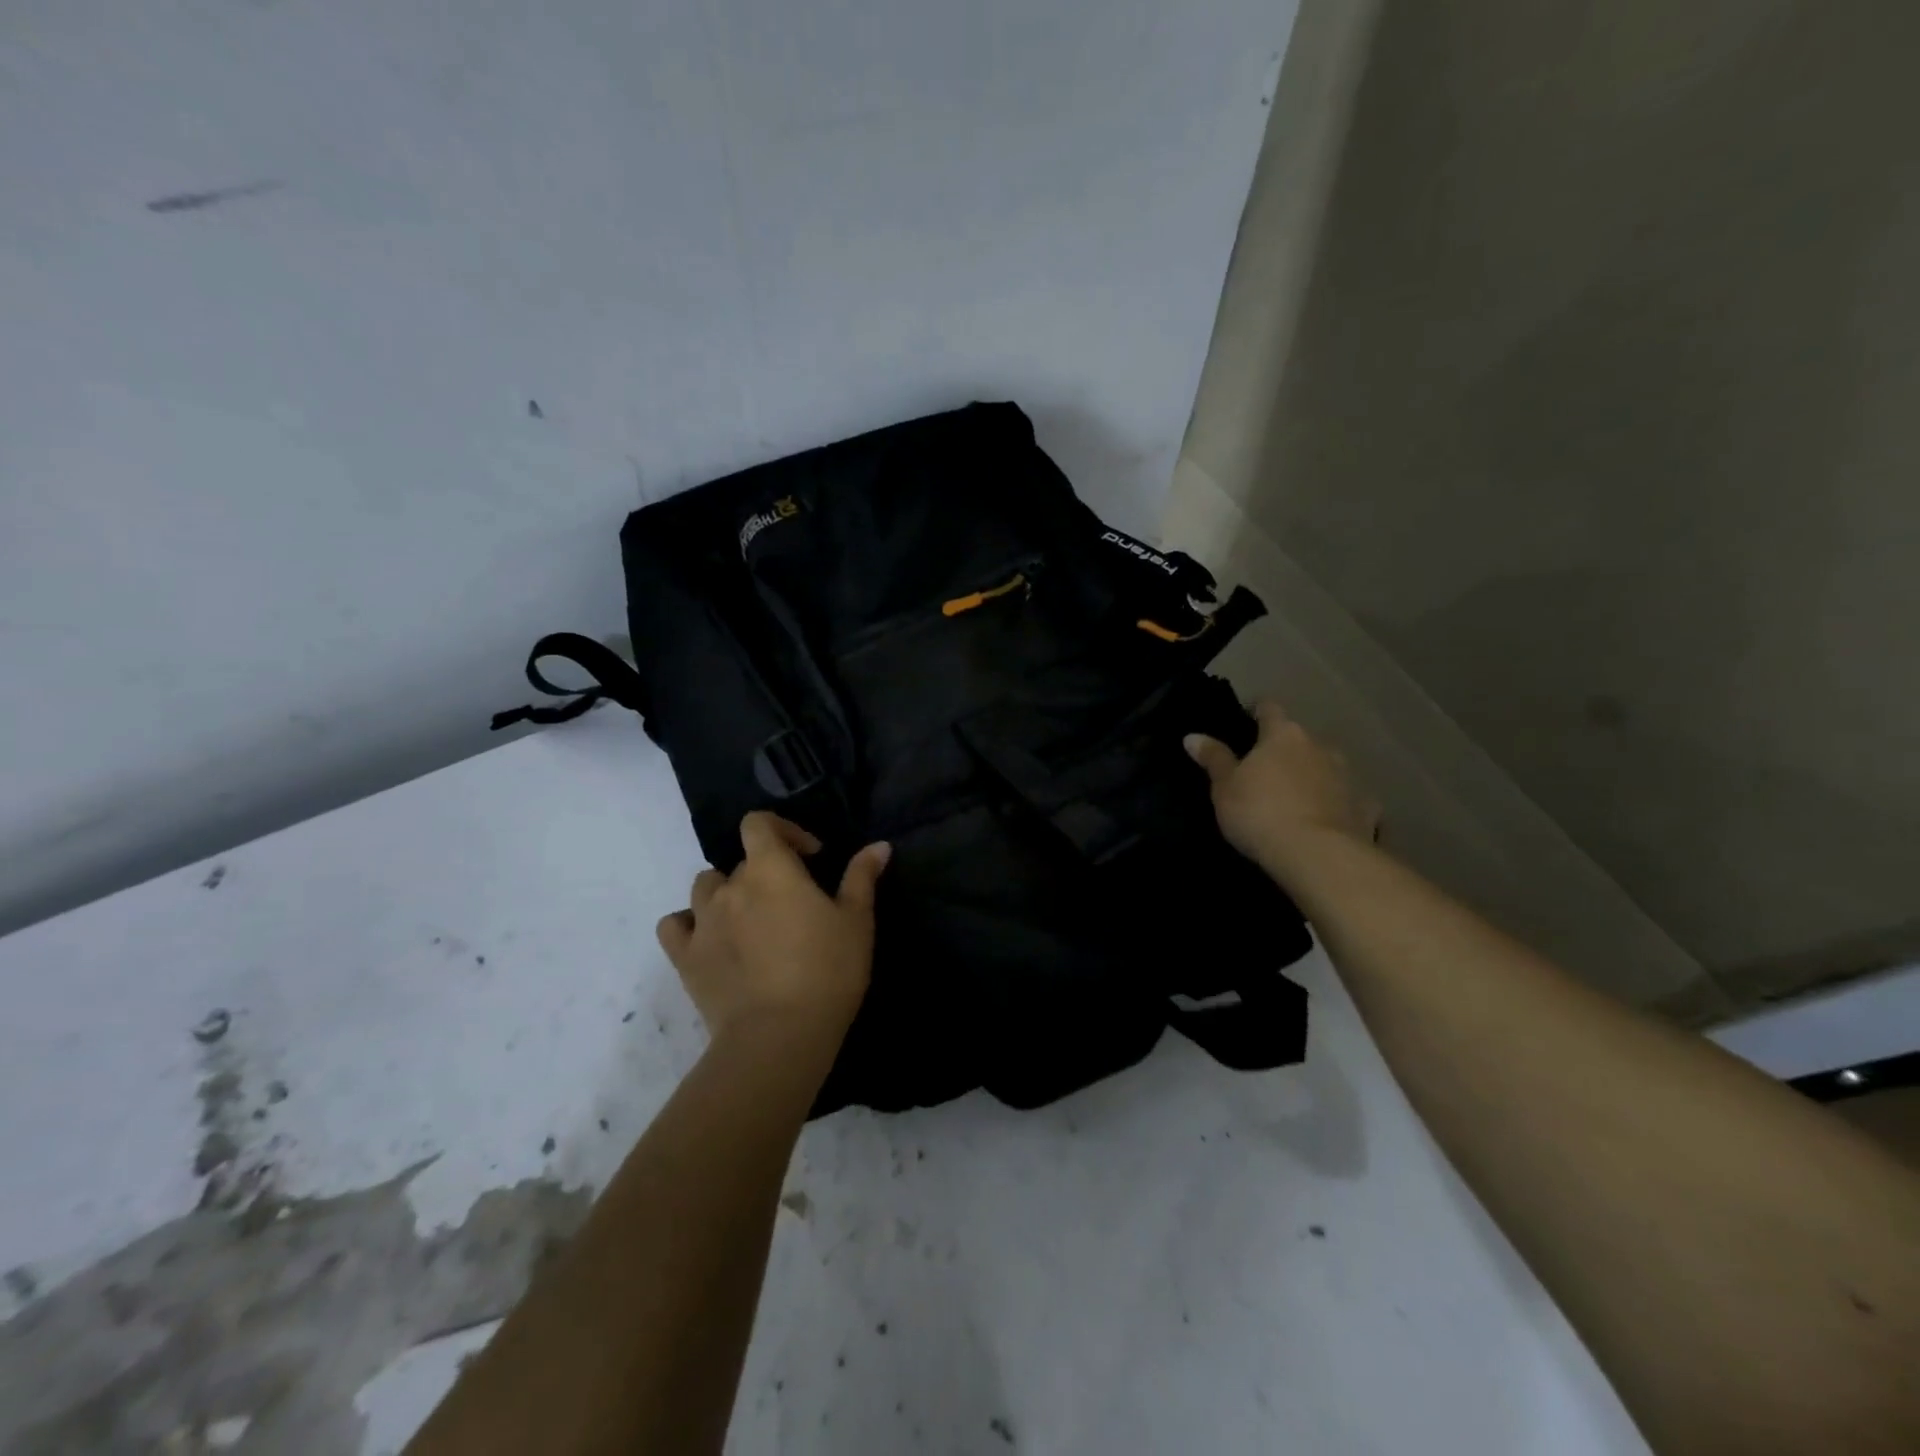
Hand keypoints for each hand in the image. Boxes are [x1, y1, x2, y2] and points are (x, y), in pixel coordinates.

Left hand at [656, 812, 890, 1048]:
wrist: (779, 1035)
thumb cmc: (827, 970)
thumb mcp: (856, 921)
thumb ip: (862, 877)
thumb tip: (878, 845)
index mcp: (770, 869)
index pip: (758, 823)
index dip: (782, 830)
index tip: (809, 856)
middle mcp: (730, 886)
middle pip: (740, 861)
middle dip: (765, 872)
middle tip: (791, 903)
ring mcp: (702, 921)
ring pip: (705, 887)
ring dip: (726, 893)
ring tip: (750, 919)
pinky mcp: (685, 957)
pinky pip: (675, 925)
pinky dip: (689, 924)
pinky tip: (709, 938)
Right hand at [1185, 701, 1379, 881]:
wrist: (1319, 856)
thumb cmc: (1260, 813)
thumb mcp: (1224, 788)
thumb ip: (1213, 759)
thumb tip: (1192, 736)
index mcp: (1283, 735)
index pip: (1269, 708)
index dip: (1257, 711)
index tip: (1246, 721)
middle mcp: (1320, 746)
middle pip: (1300, 739)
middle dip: (1285, 750)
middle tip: (1265, 771)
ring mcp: (1349, 775)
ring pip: (1326, 767)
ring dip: (1312, 776)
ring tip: (1295, 800)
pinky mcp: (1368, 807)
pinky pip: (1348, 799)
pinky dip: (1337, 805)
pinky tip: (1327, 823)